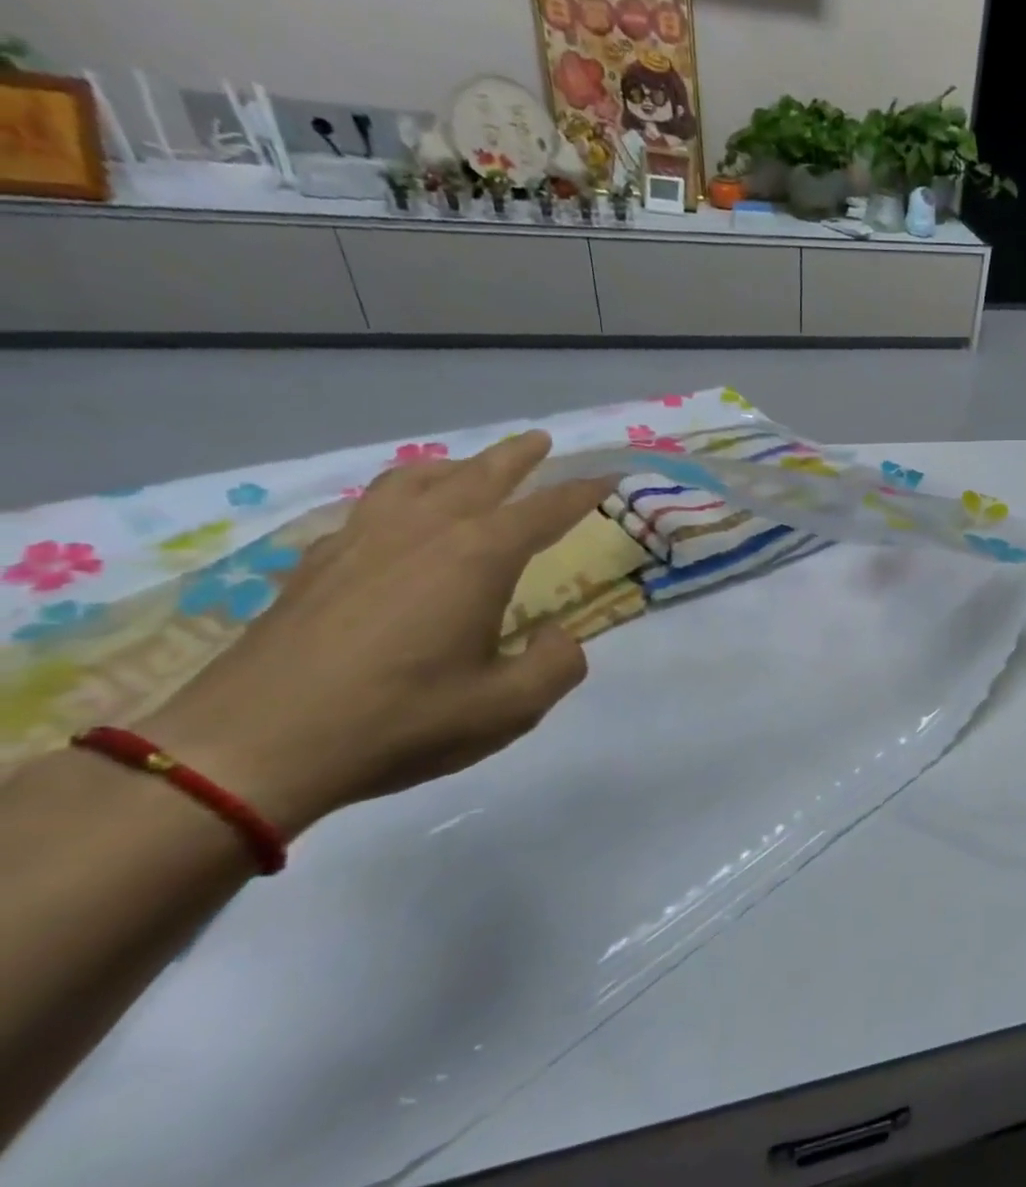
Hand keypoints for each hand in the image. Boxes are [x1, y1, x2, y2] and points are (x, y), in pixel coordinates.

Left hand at [138, 433, 619, 835]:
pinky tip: (396, 518)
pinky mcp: (317, 564)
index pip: (544, 510)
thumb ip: (556, 665)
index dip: (582, 492)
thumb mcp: (510, 708)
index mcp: (476, 558)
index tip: (610, 477)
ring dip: (453, 466)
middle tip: (540, 440)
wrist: (256, 746)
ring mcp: (361, 542)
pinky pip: (369, 507)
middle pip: (478, 477)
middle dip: (515, 458)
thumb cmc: (402, 721)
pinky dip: (398, 495)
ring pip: (414, 480)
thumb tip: (556, 636)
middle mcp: (421, 533)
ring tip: (468, 466)